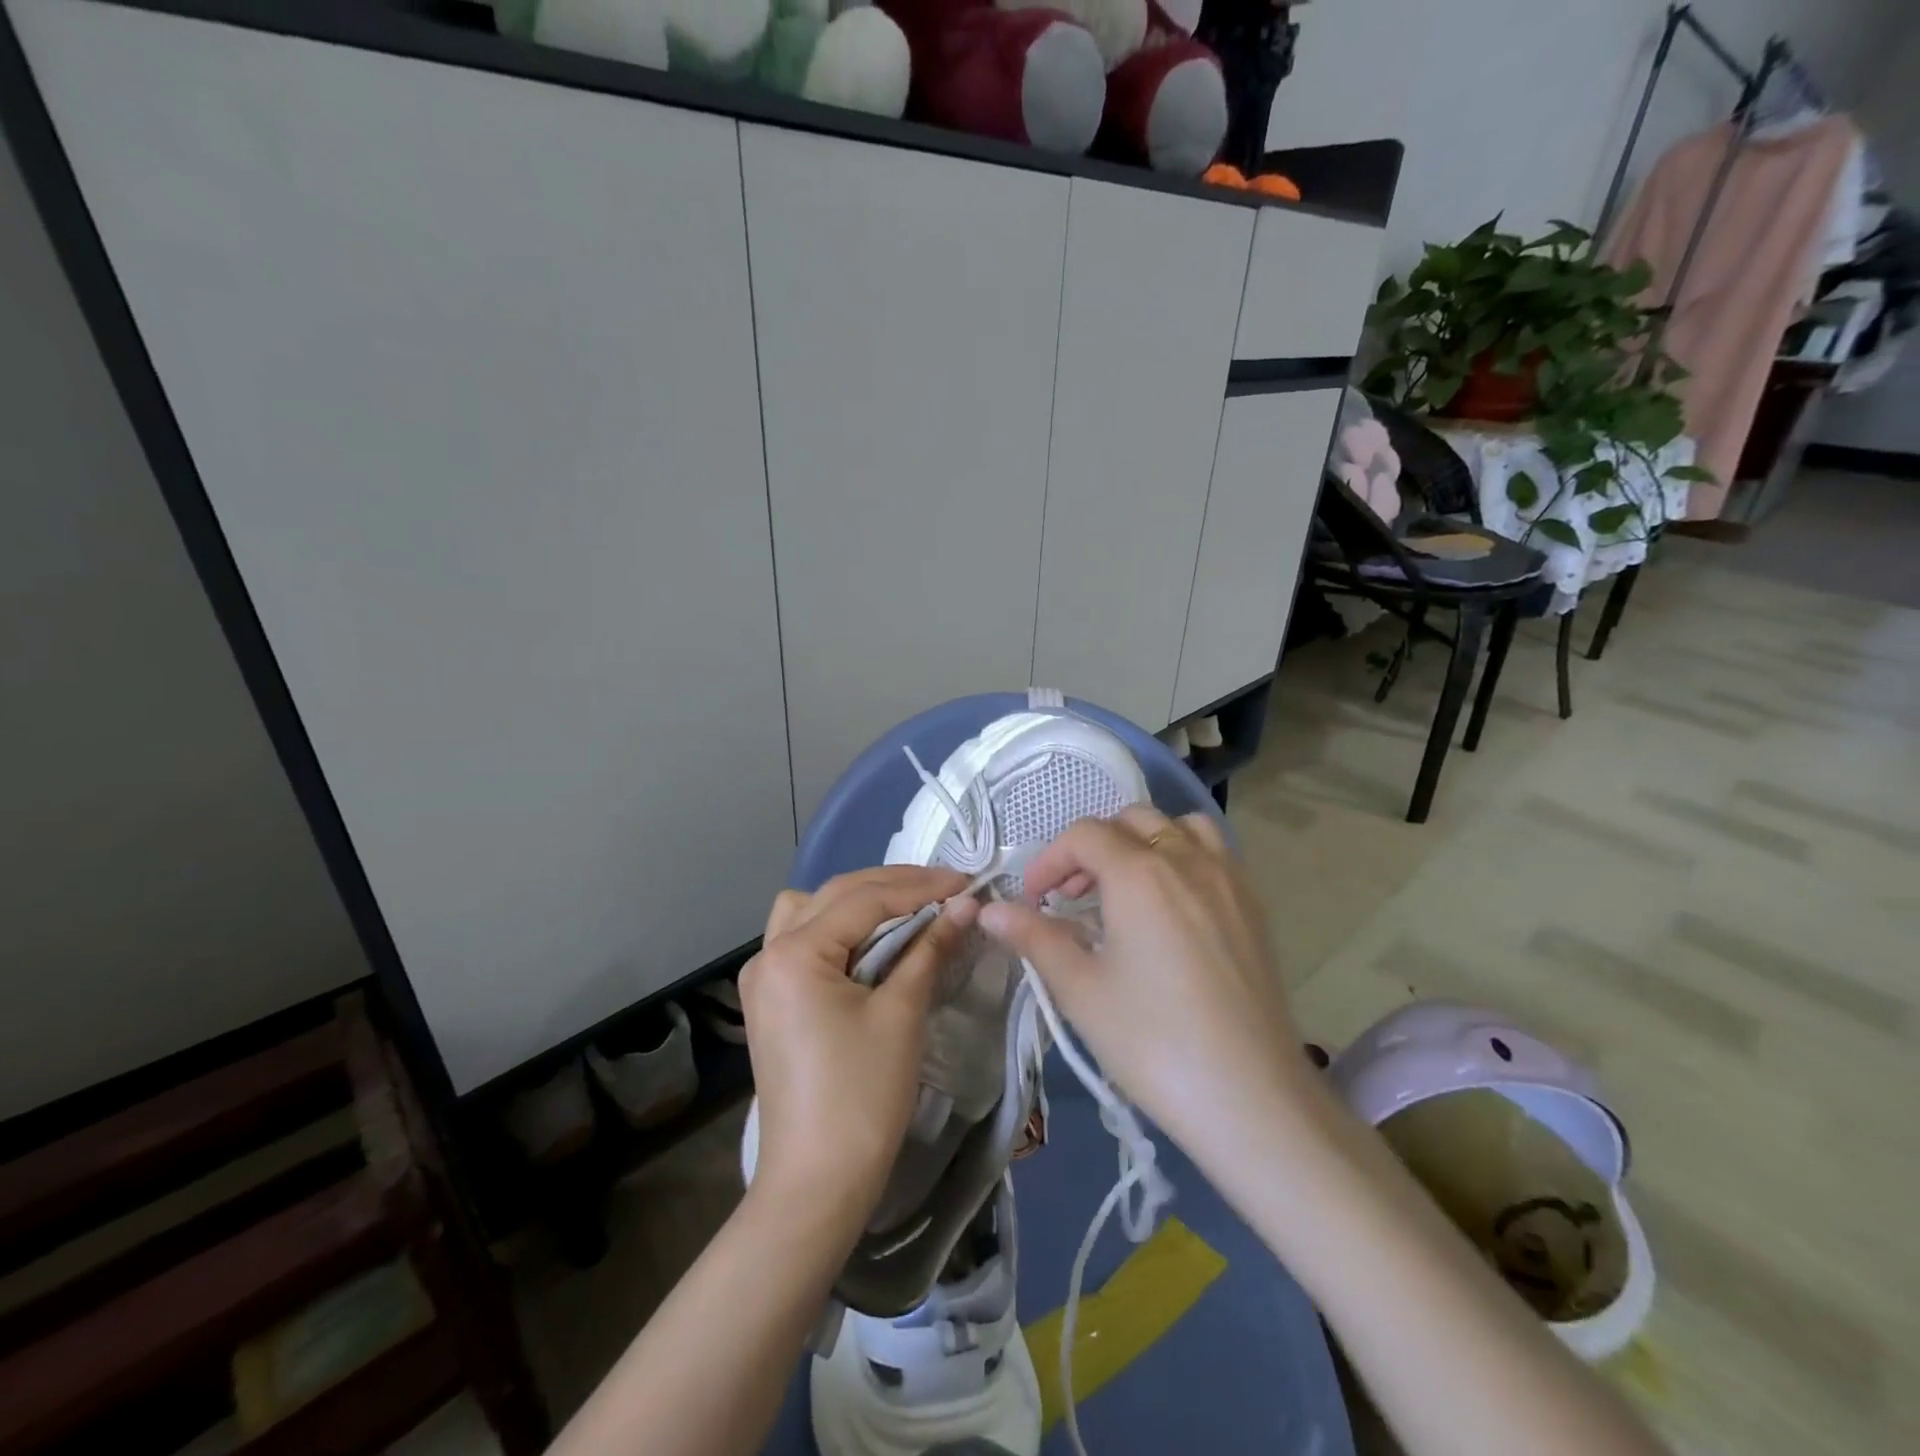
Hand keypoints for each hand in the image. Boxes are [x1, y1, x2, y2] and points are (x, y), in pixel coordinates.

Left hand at [739, 867, 975, 1225]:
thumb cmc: (861, 1096)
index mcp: (794, 953)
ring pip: (812, 910)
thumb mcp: (901, 1014)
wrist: (816, 1184)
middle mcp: (769, 953)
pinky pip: (804, 940)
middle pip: (836, 895)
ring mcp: (764, 977)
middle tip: (947, 890)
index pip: (865, 899)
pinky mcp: (771, 999)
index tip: (966, 883)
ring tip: (907, 909)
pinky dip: (839, 929)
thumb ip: (930, 949)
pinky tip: (872, 941)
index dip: (920, 887)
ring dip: (859, 901)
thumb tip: (966, 905)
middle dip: (894, 887)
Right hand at [978, 806, 1312, 1157]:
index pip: (1083, 835)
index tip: (1032, 901)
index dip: (1048, 861)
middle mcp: (1187, 859)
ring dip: (1142, 842)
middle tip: (1071, 897)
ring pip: (1179, 827)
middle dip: (1092, 848)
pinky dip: (1182, 857)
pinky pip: (1214, 853)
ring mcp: (1228, 879)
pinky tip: (1170, 908)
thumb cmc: (1154, 1042)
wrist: (1252, 1098)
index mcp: (1140, 873)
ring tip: (1124, 888)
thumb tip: (990, 910)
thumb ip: (1034, 938)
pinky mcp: (1255, 907)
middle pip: (1130, 820)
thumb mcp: (1081, 990)